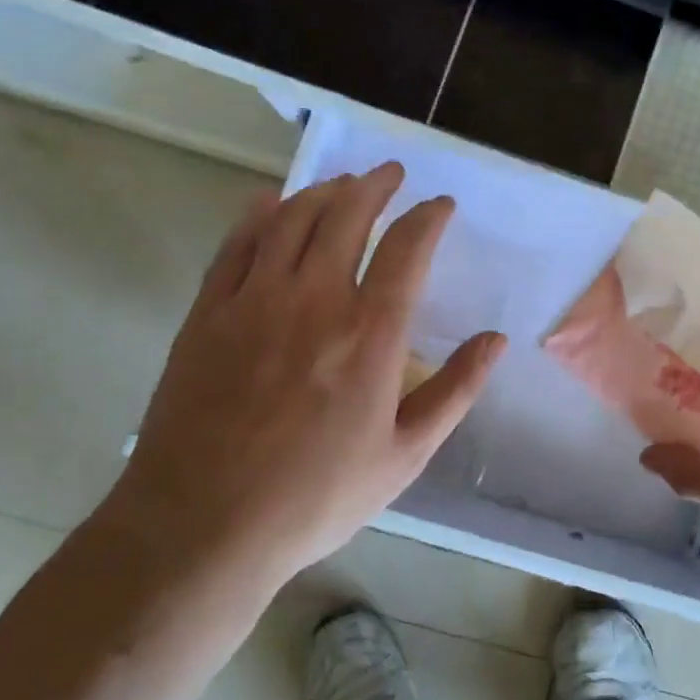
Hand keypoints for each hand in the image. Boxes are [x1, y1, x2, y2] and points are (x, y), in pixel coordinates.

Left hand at [101, 163, 504, 604]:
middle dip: (375, 185)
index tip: (440, 206)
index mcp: (371, 334)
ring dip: (323, 191)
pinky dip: (260, 214)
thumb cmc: (316, 496)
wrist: (204, 526)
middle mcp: (316, 300)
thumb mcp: (405, 455)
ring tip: (342, 183)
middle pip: (348, 216)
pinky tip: (272, 202)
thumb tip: (495, 340)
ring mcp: (255, 301)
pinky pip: (237, 245)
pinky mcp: (209, 313)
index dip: (428, 217)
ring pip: (293, 220)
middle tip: (390, 173)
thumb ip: (455, 390)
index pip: (408, 249)